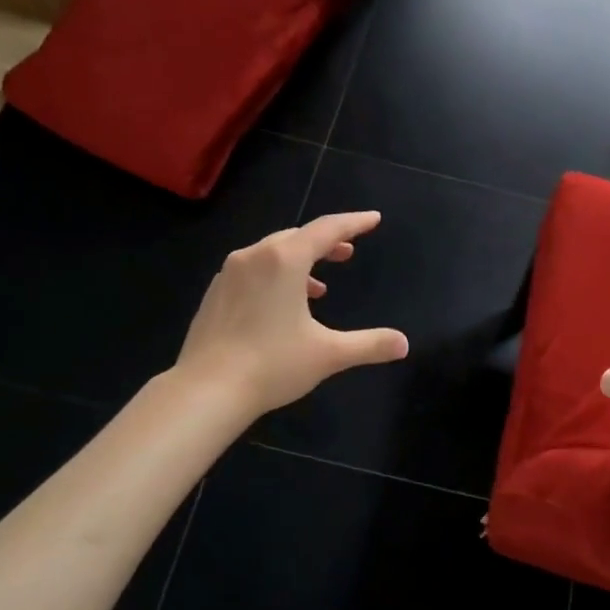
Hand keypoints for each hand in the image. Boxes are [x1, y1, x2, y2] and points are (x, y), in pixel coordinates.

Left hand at [176, 211, 408, 412]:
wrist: (206, 390)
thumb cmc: (272, 364)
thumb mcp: (329, 354)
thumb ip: (369, 344)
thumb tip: (403, 344)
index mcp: (284, 260)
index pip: (326, 229)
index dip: (353, 223)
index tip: (373, 219)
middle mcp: (254, 256)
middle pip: (297, 237)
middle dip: (325, 242)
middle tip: (348, 251)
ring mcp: (229, 274)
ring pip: (271, 254)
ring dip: (299, 262)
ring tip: (319, 287)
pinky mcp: (214, 294)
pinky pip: (252, 271)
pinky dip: (274, 277)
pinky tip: (281, 306)